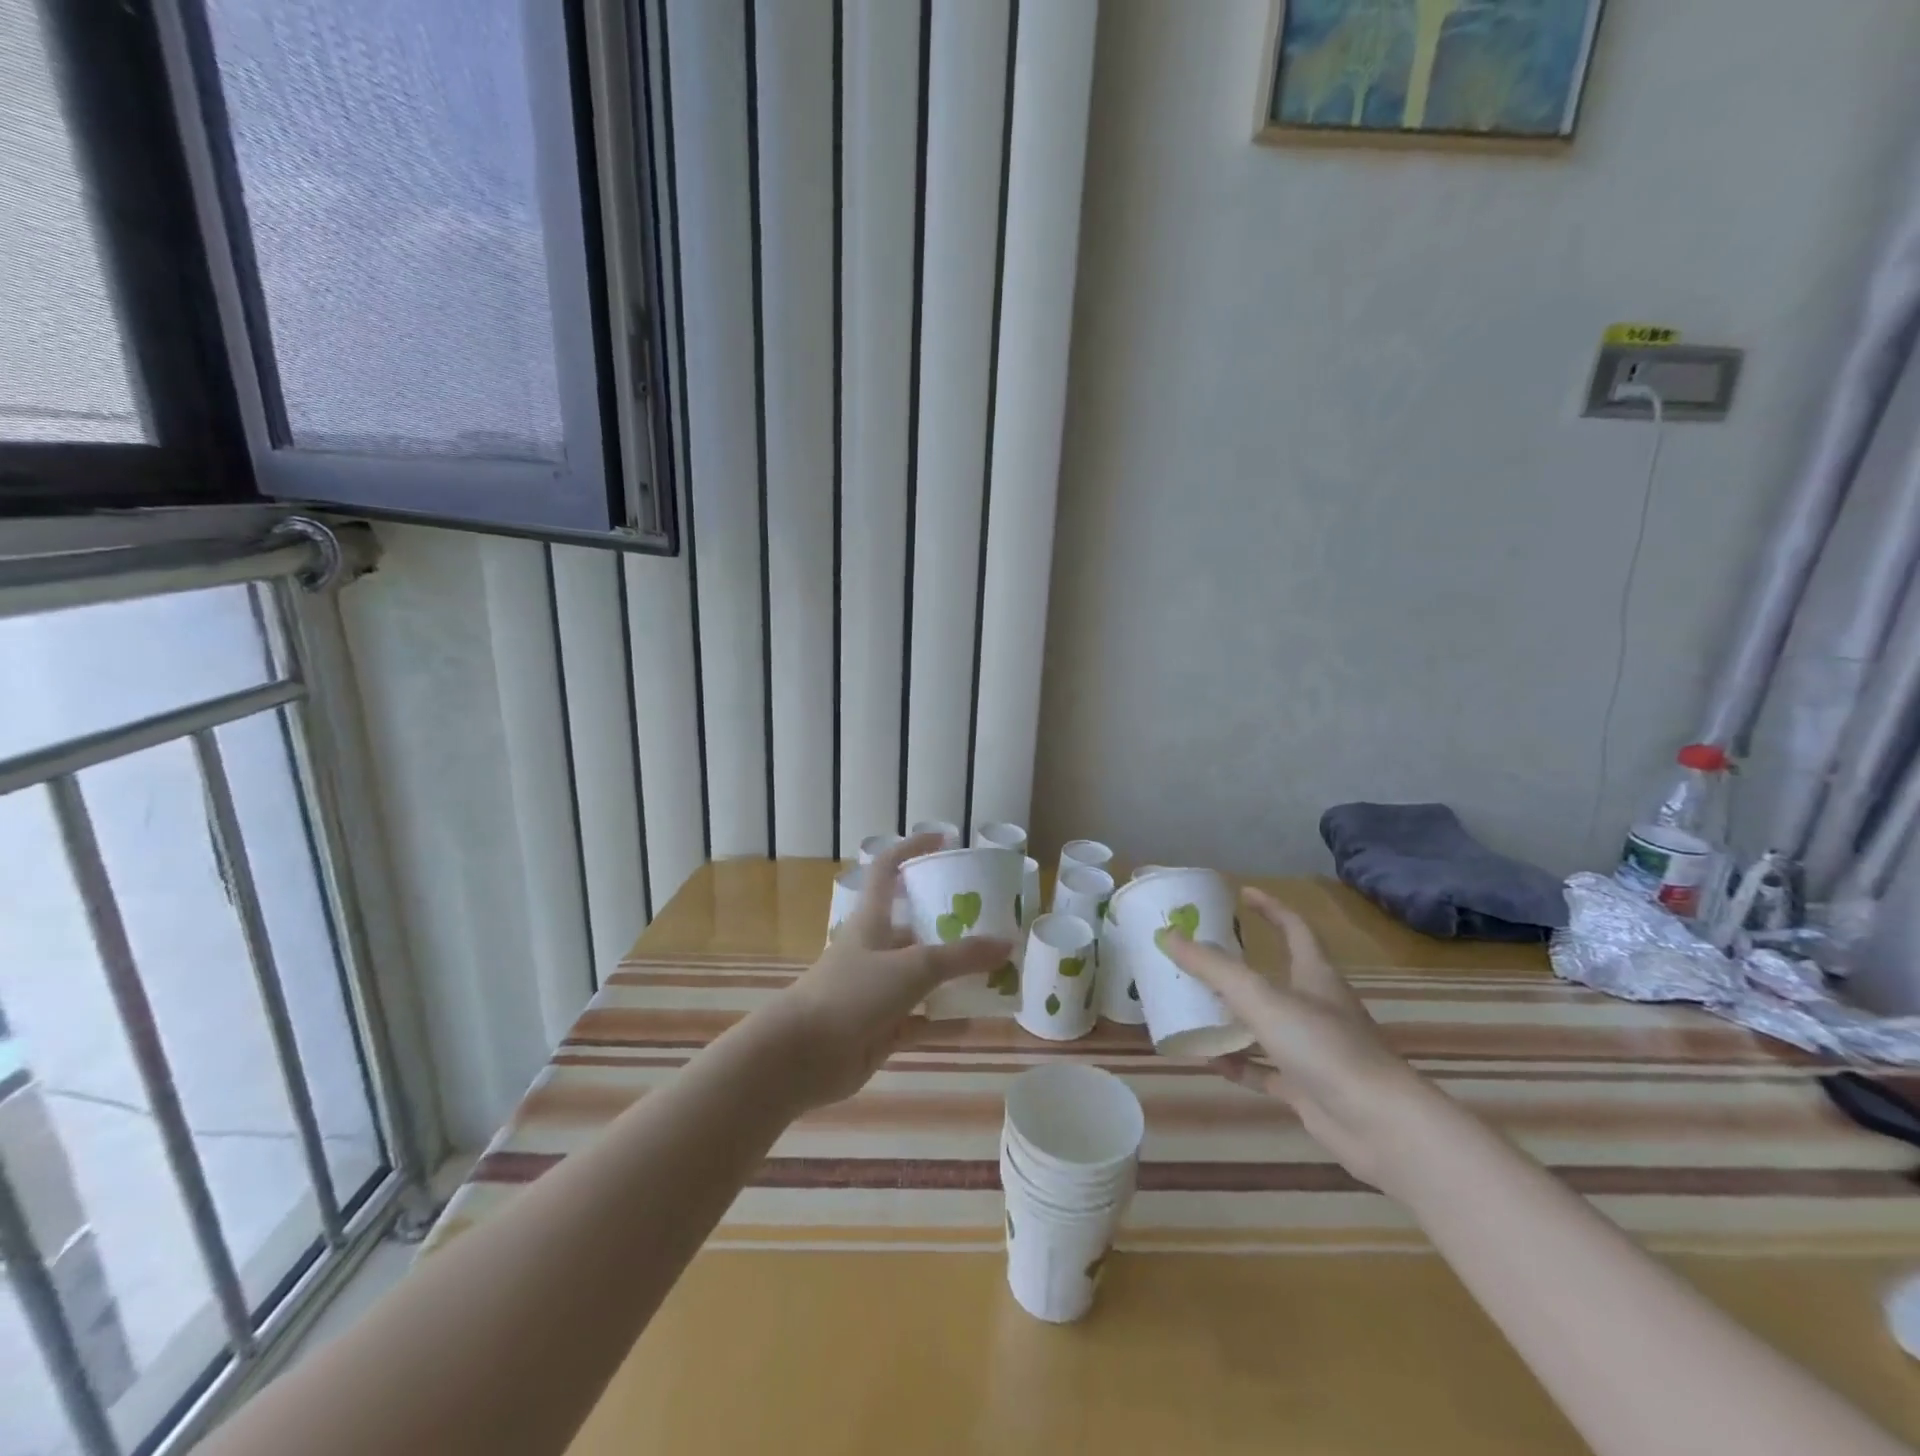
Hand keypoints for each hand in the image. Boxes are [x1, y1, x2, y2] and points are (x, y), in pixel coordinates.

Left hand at [756, 833, 1012, 1109]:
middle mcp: (874, 949)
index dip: (913, 848)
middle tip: (990, 921)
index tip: (947, 841)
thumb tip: (1006, 945)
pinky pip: (920, 1021)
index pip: (889, 869)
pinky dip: (945, 1021)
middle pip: (914, 926)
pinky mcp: (880, 1028)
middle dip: (949, 924)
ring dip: (953, 977)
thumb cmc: (854, 993)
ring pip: (921, 977)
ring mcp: (876, 990)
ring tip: (993, 972)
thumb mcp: (914, 967)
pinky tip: (976, 1021)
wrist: (802, 1055)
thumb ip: (961, 957)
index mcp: (873, 919)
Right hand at [1161, 887, 1431, 1191]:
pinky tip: (1208, 1060)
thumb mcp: (1261, 997)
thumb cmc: (1323, 1047)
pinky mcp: (1307, 1088)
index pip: (1294, 928)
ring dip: (1233, 1017)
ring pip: (1266, 1025)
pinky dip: (1238, 1064)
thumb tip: (1170, 935)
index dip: (1270, 908)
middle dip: (1240, 965)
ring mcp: (1314, 1050)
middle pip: (1276, 976)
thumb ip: (1214, 968)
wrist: (1380, 1126)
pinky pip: (1265, 1070)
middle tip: (1200, 955)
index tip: (1242, 894)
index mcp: (1315, 976)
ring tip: (1194, 1006)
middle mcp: (1317, 1008)